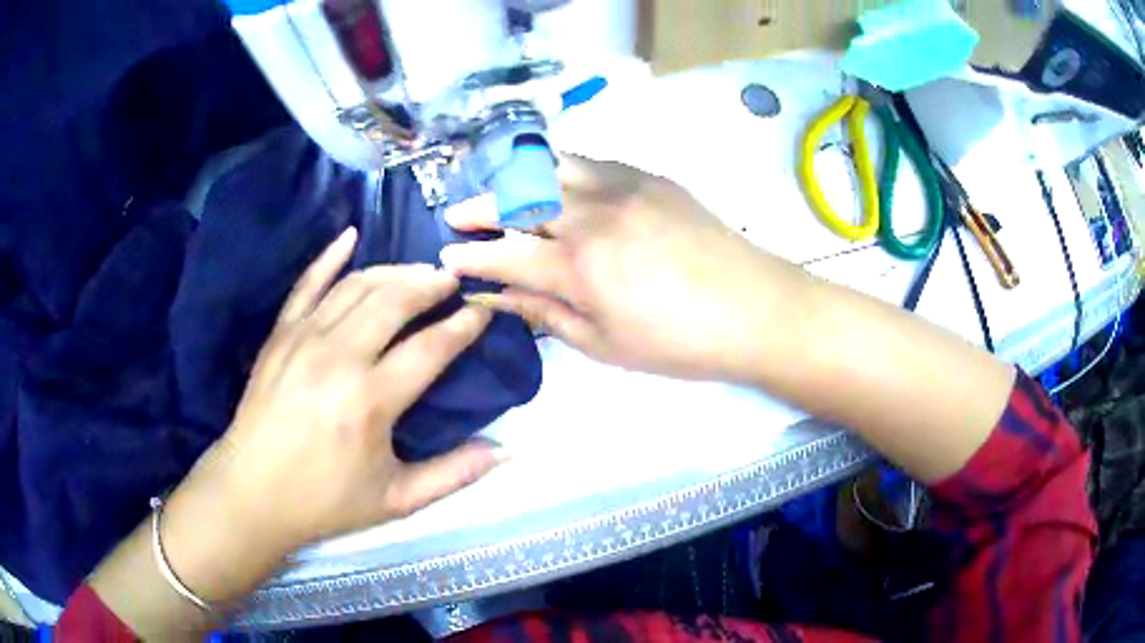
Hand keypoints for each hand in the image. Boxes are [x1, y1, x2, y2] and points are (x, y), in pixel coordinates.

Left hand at [184, 228, 505, 550]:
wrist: (252, 493)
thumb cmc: (325, 500)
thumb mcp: (396, 500)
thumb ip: (454, 474)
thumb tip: (507, 451)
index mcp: (370, 402)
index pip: (430, 348)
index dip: (463, 326)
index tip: (482, 311)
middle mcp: (338, 358)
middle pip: (394, 300)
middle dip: (430, 283)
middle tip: (452, 280)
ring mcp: (304, 339)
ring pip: (357, 285)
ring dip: (394, 271)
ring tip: (418, 272)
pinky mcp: (279, 334)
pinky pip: (307, 283)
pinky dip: (330, 256)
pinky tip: (350, 236)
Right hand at [441, 155, 805, 381]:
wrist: (752, 307)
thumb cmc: (677, 342)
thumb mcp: (603, 344)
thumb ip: (544, 314)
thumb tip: (496, 297)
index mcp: (577, 267)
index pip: (501, 255)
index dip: (467, 257)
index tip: (445, 258)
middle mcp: (589, 215)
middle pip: (515, 200)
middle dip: (477, 208)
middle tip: (458, 217)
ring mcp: (619, 186)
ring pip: (547, 167)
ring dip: (512, 178)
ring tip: (499, 191)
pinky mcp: (645, 174)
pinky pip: (586, 160)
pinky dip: (556, 167)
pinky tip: (552, 181)